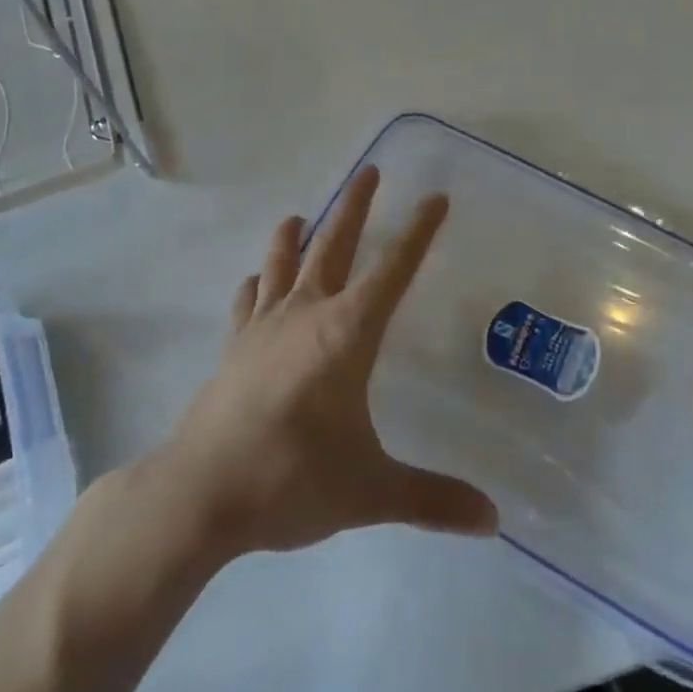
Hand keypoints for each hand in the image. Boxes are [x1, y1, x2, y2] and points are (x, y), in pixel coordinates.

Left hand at [154, 166, 498, 560]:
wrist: (200, 493)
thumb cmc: (291, 479)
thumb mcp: (371, 491)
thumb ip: (432, 499)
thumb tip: (492, 520)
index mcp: (346, 334)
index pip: (393, 271)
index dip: (418, 233)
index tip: (435, 197)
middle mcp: (305, 316)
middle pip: (335, 247)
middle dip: (356, 208)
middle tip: (369, 171)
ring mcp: (262, 328)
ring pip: (283, 265)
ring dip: (295, 237)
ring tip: (300, 214)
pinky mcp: (233, 349)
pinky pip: (248, 303)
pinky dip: (256, 285)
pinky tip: (254, 282)